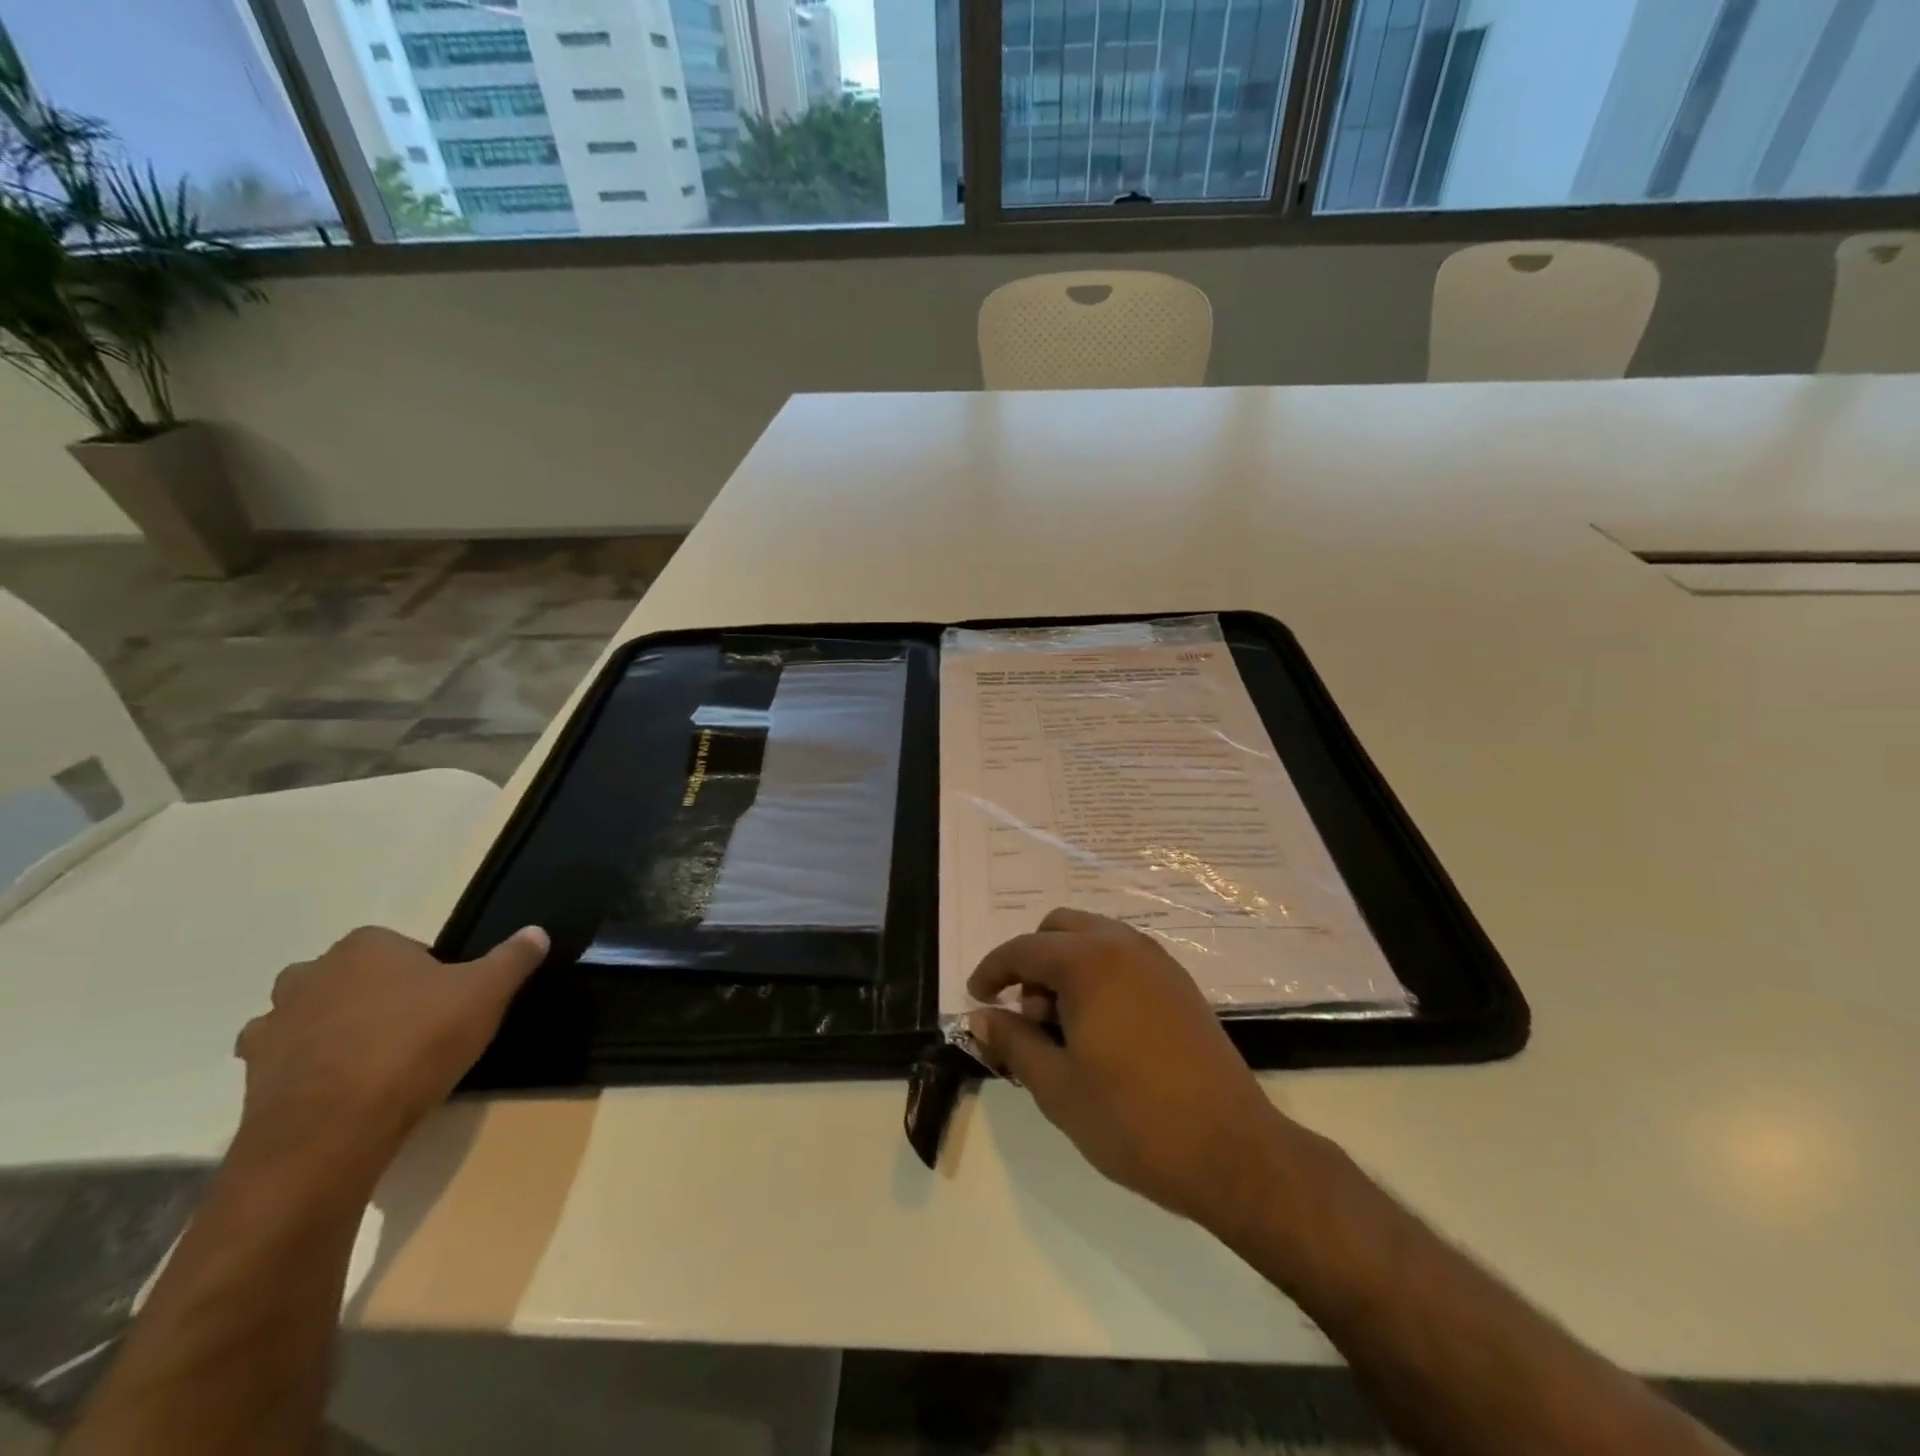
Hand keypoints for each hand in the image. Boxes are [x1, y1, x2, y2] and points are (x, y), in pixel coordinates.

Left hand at [233, 924, 547, 1184]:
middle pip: (354, 978)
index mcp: (365, 946)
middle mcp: (310, 973)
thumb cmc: (416, 1044)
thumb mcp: (487, 994)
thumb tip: (536, 932)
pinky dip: (312, 1071)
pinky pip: (289, 1062)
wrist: (333, 1130)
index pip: (404, 948)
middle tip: (416, 1032)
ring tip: (378, 1065)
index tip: (447, 1005)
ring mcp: (273, 1025)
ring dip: (339, 1033)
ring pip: (315, 1017)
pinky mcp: (252, 1075)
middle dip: (378, 998)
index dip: (429, 975)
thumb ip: (513, 958)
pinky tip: (346, 1093)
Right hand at [967, 908, 1305, 1234]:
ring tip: (1062, 1027)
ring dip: (1066, 966)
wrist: (1231, 1151)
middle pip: (1059, 929)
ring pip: (1094, 938)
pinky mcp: (1180, 982)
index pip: (1023, 949)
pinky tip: (1100, 1028)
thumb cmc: (1132, 1119)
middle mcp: (1122, 944)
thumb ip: (1013, 1041)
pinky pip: (1124, 957)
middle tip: (1026, 1015)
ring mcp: (1157, 960)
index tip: (977, 997)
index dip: (992, 971)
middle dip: (1032, 962)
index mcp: (1088, 961)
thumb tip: (981, 1016)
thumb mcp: (1056, 1085)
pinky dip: (1098, 974)